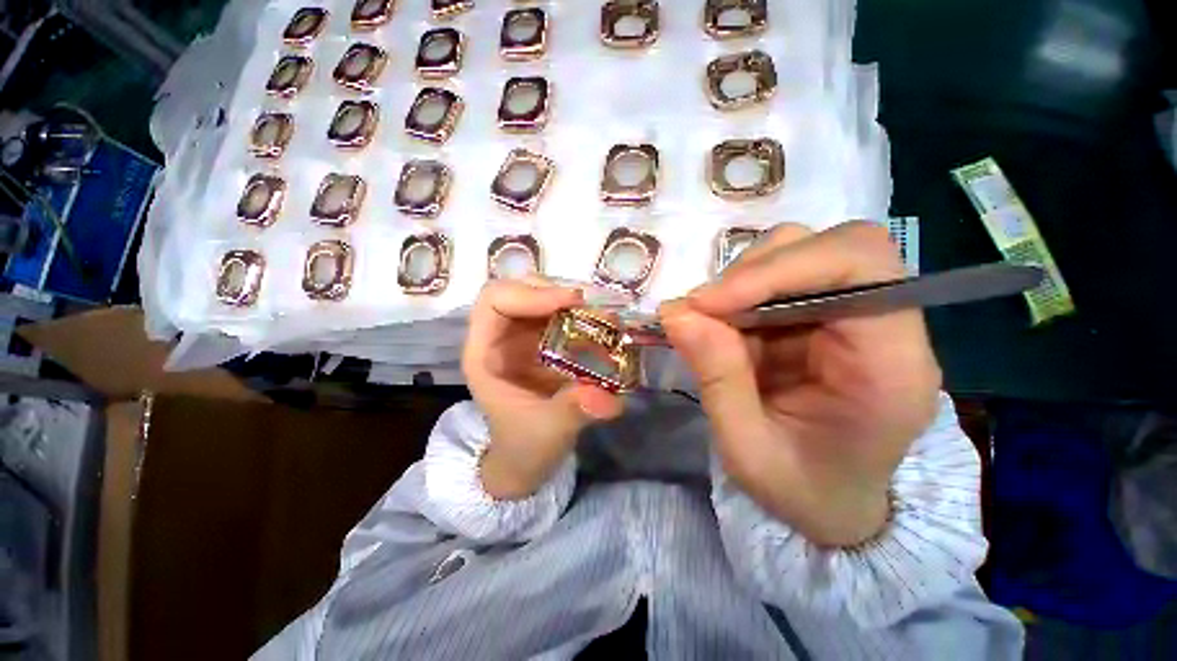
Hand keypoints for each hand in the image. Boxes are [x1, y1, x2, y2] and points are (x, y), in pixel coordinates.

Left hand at [463, 278, 623, 499]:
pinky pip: (559, 314)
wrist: (527, 458)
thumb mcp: (548, 431)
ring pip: (541, 297)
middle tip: (589, 307)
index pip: (494, 300)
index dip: (530, 294)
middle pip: (519, 290)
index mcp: (485, 354)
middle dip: (555, 292)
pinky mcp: (543, 342)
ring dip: (571, 301)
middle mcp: (501, 337)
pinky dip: (580, 314)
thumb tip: (608, 398)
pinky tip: (600, 326)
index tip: (570, 302)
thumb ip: (574, 412)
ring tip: (600, 315)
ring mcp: (523, 337)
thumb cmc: (525, 445)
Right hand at [659, 222, 941, 546]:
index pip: (859, 267)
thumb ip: (717, 377)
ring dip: (745, 278)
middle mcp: (886, 327)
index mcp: (890, 366)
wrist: (831, 501)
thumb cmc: (802, 490)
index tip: (709, 304)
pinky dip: (740, 291)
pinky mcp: (824, 315)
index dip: (779, 269)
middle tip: (704, 309)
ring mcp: (854, 315)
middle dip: (757, 270)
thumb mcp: (748, 450)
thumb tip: (676, 312)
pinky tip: (723, 323)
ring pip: (803, 251)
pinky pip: (780, 277)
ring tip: (711, 319)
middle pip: (834, 247)